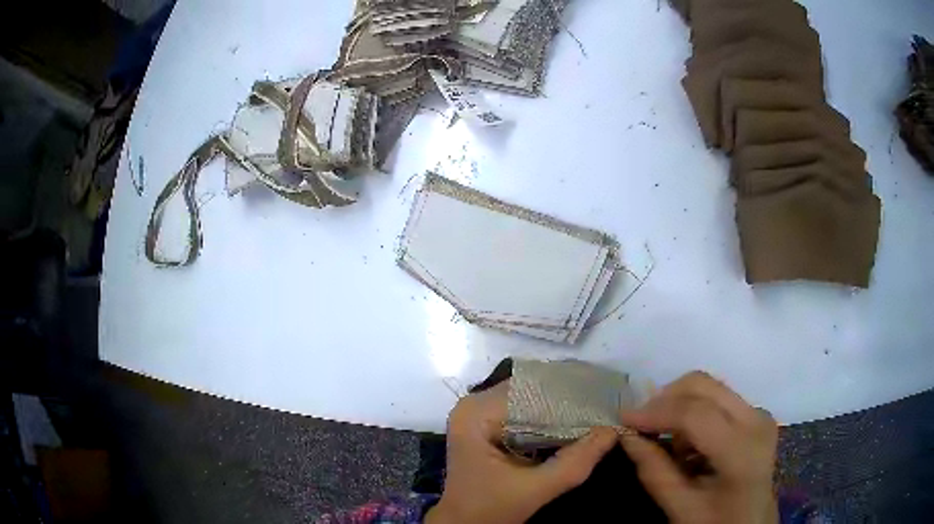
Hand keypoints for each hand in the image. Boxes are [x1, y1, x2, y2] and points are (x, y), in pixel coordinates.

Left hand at [426, 382, 617, 523]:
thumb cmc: (491, 509)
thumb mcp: (536, 489)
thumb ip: (575, 461)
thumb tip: (614, 429)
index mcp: (478, 414)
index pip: (533, 391)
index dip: (571, 397)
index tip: (605, 401)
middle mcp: (474, 404)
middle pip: (531, 391)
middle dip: (568, 401)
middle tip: (605, 407)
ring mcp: (478, 412)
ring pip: (529, 399)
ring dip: (560, 409)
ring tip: (594, 413)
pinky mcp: (485, 424)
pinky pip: (522, 411)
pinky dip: (547, 418)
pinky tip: (572, 424)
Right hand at [619, 371, 778, 523]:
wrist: (752, 523)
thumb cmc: (717, 521)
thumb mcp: (681, 508)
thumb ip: (654, 472)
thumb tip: (628, 437)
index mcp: (742, 450)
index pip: (695, 414)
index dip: (656, 412)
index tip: (624, 421)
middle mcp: (755, 419)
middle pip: (704, 386)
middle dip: (665, 399)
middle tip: (640, 424)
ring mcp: (758, 413)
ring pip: (710, 387)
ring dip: (679, 404)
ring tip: (664, 437)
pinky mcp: (755, 414)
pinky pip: (718, 398)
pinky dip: (693, 411)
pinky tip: (686, 441)